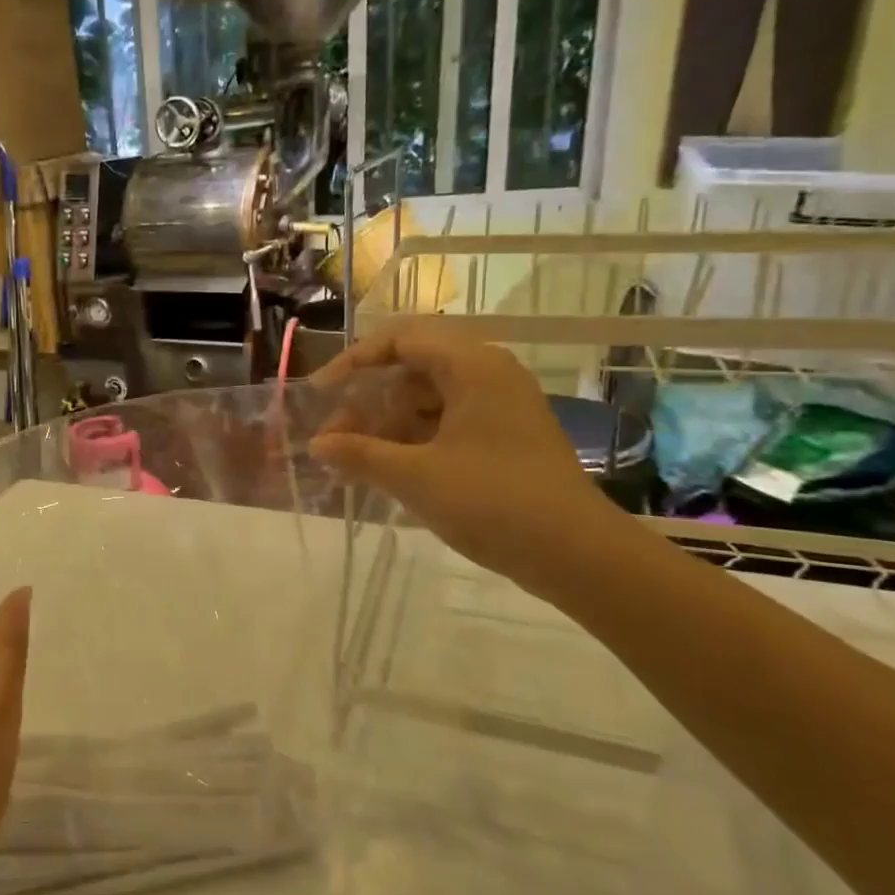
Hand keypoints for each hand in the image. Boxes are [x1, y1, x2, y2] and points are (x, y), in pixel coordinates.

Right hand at [308, 317, 624, 592]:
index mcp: (472, 366)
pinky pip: (445, 423)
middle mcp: (488, 375)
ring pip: (427, 398)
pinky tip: (386, 468)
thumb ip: (360, 454)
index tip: (321, 392)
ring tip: (353, 458)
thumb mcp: (415, 477)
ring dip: (386, 423)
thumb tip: (316, 445)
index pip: (400, 339)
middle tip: (334, 434)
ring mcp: (499, 407)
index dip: (353, 361)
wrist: (578, 556)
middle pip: (412, 368)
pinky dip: (412, 439)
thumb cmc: (494, 502)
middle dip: (367, 399)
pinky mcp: (504, 437)